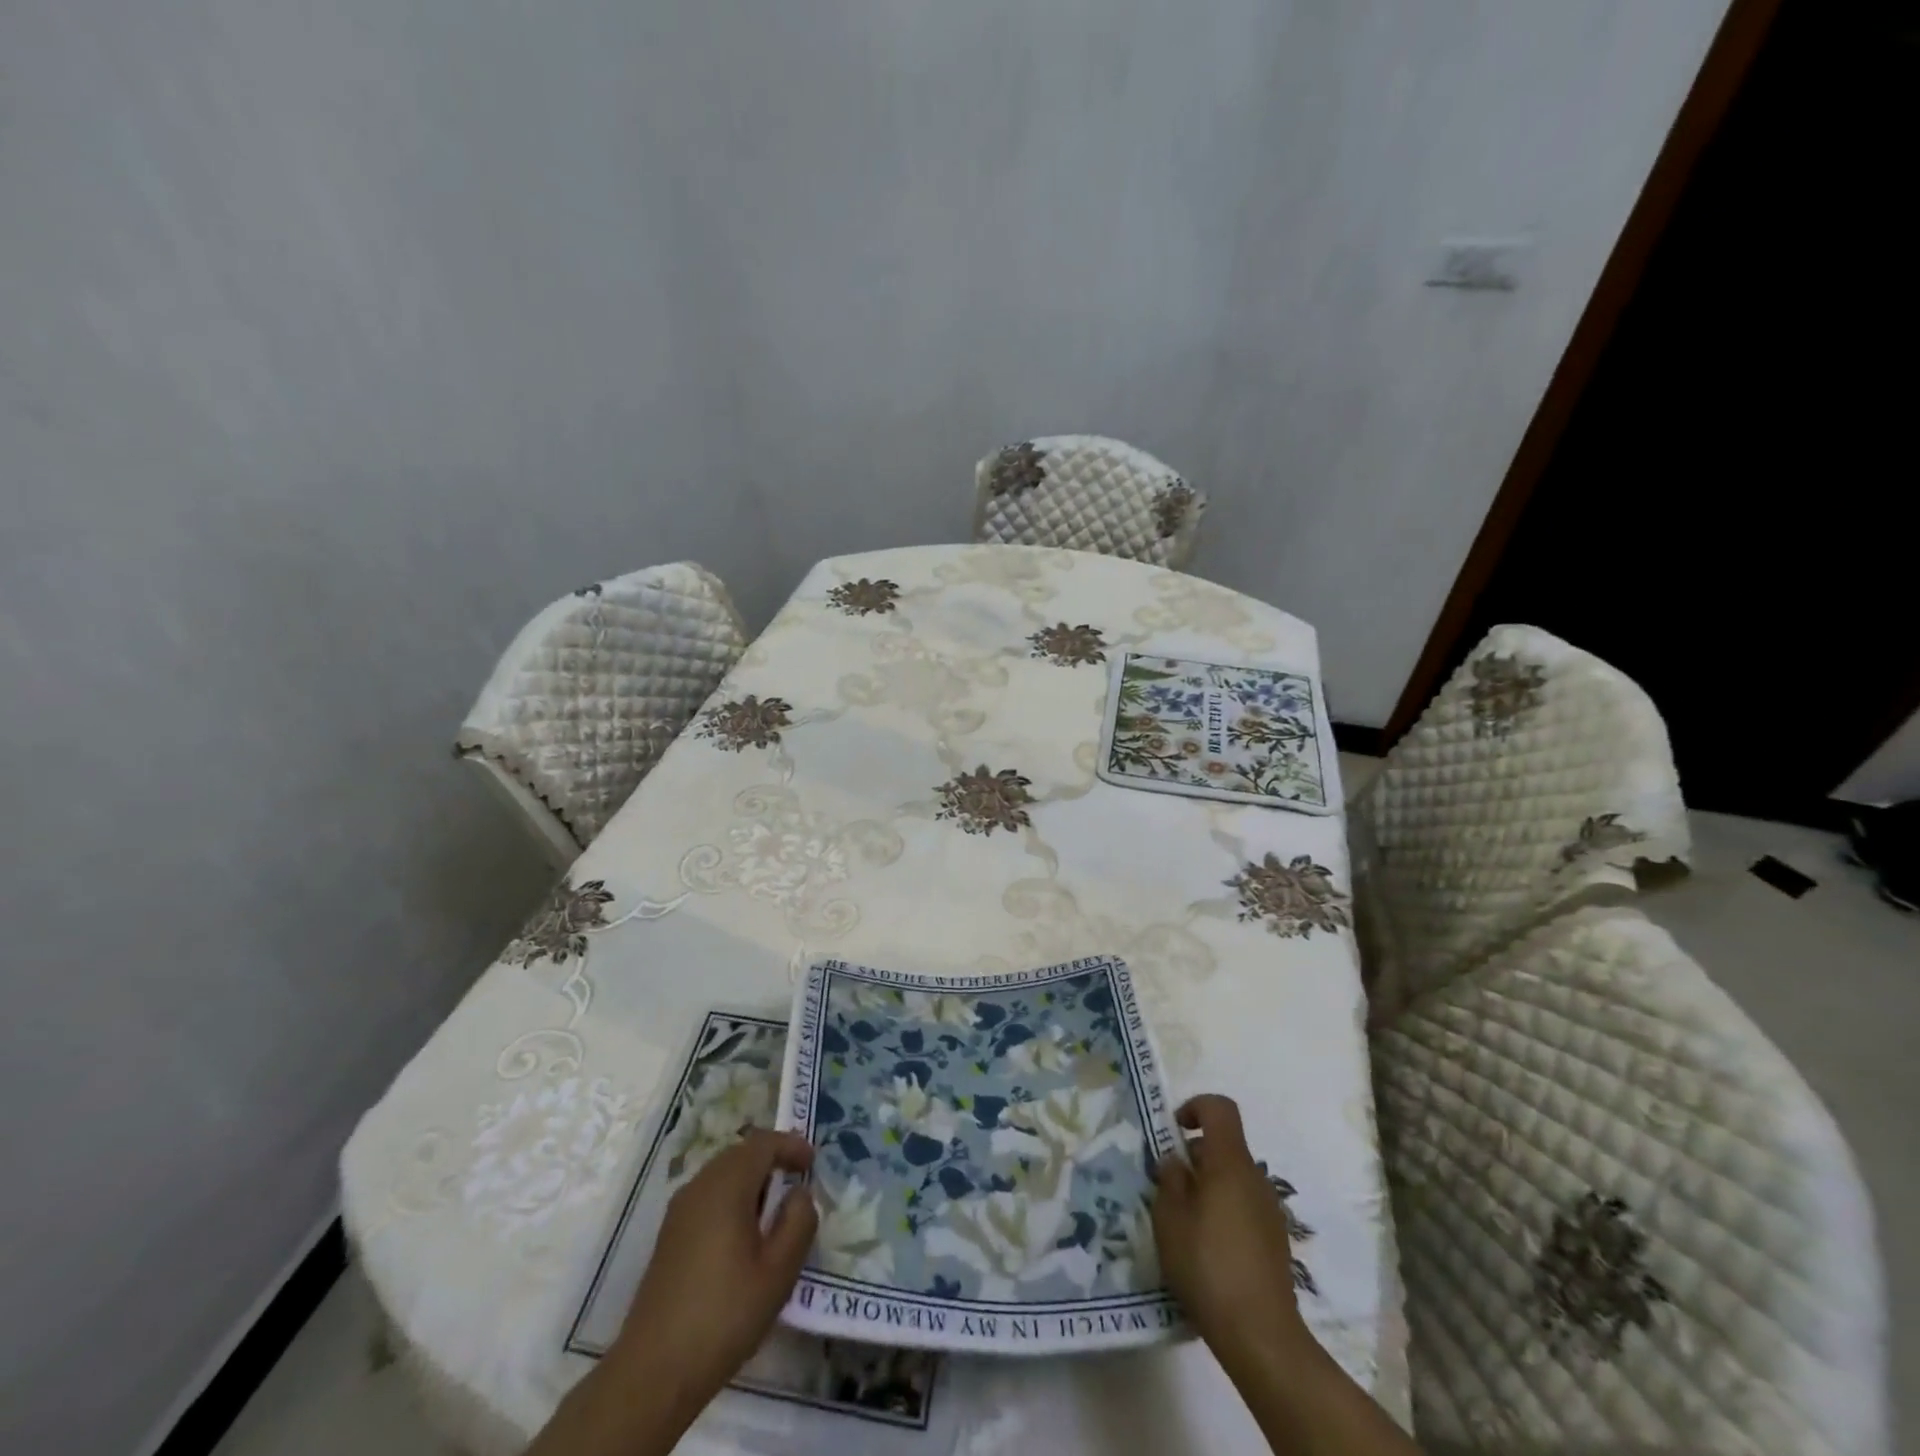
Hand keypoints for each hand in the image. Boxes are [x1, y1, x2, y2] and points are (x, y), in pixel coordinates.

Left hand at [610, 1129, 818, 1418]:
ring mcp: (679, 1211)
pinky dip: (732, 1198)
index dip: (790, 1145)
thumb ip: (798, 1222)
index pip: (762, 1143)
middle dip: (770, 1159)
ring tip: (774, 1208)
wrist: (653, 1372)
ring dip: (751, 1179)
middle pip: (740, 1153)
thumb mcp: (778, 1272)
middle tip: (797, 1178)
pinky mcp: (669, 1236)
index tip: (812, 1161)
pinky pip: (708, 1196)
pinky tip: (743, 1234)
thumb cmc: (724, 1315)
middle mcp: (699, 1187)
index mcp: (726, 1186)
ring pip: (722, 1174)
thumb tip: (799, 1193)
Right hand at [1151, 1095, 1311, 1373]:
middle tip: (1168, 1186)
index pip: (1220, 1108)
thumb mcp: (1169, 1218)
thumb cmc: (1207, 1264)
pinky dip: (1223, 1211)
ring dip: (1208, 1186)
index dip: (1194, 1107)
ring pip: (1233, 1178)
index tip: (1173, 1131)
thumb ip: (1169, 1180)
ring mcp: (1270, 1210)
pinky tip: (1207, 1248)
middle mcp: (1255, 1178)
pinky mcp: (1275, 1240)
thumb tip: (1176, 1161)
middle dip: (1194, 1156)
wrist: (1261, 1334)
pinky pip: (1244, 1206)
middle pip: (1224, 1145)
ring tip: (1183, 1222)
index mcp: (1230, 1163)